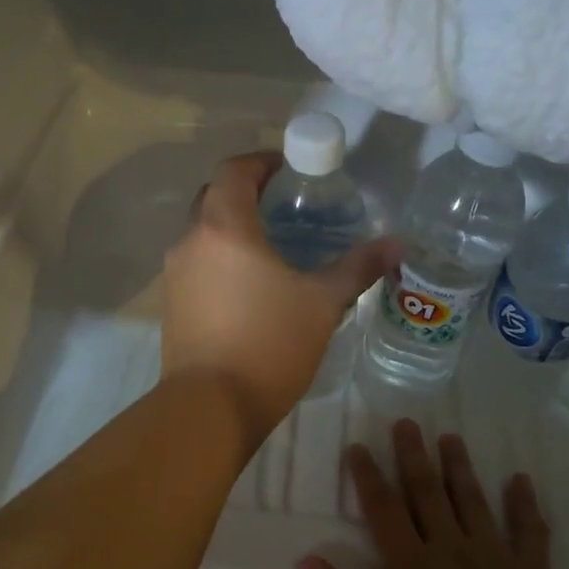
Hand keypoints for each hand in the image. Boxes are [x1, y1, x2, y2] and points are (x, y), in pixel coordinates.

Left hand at [161, 152, 396, 439]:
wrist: (211, 406)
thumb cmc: (269, 344)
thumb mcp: (322, 303)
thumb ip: (357, 267)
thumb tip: (397, 244)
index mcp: (224, 227)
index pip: (234, 171)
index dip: (262, 162)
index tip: (290, 170)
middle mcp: (190, 241)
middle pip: (214, 197)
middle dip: (246, 192)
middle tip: (286, 206)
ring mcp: (174, 275)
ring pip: (202, 233)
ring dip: (232, 228)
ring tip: (272, 246)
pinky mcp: (171, 305)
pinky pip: (196, 264)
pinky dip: (220, 258)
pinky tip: (249, 285)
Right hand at [297, 421, 568, 568]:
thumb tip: (306, 559)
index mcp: (411, 568)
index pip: (383, 509)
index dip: (368, 475)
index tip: (358, 445)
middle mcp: (452, 550)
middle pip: (428, 492)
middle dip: (414, 456)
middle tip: (406, 422)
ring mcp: (496, 559)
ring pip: (474, 501)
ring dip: (461, 467)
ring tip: (451, 437)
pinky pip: (529, 531)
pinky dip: (525, 504)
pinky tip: (522, 481)